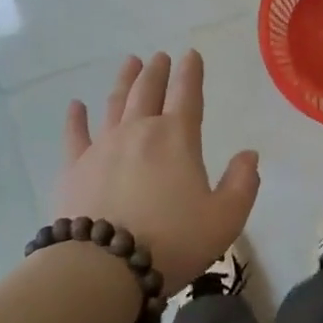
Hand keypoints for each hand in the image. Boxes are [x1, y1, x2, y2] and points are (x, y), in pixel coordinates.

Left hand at [51, 51, 260, 294]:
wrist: (103, 267)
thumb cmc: (172, 241)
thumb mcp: (225, 219)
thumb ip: (242, 183)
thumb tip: (249, 154)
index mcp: (177, 138)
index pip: (187, 94)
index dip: (191, 73)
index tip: (191, 55)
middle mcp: (138, 131)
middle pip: (147, 91)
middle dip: (156, 71)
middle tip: (160, 56)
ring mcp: (102, 147)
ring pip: (114, 104)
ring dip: (124, 81)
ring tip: (130, 63)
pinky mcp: (74, 168)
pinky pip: (75, 135)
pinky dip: (76, 118)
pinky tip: (76, 105)